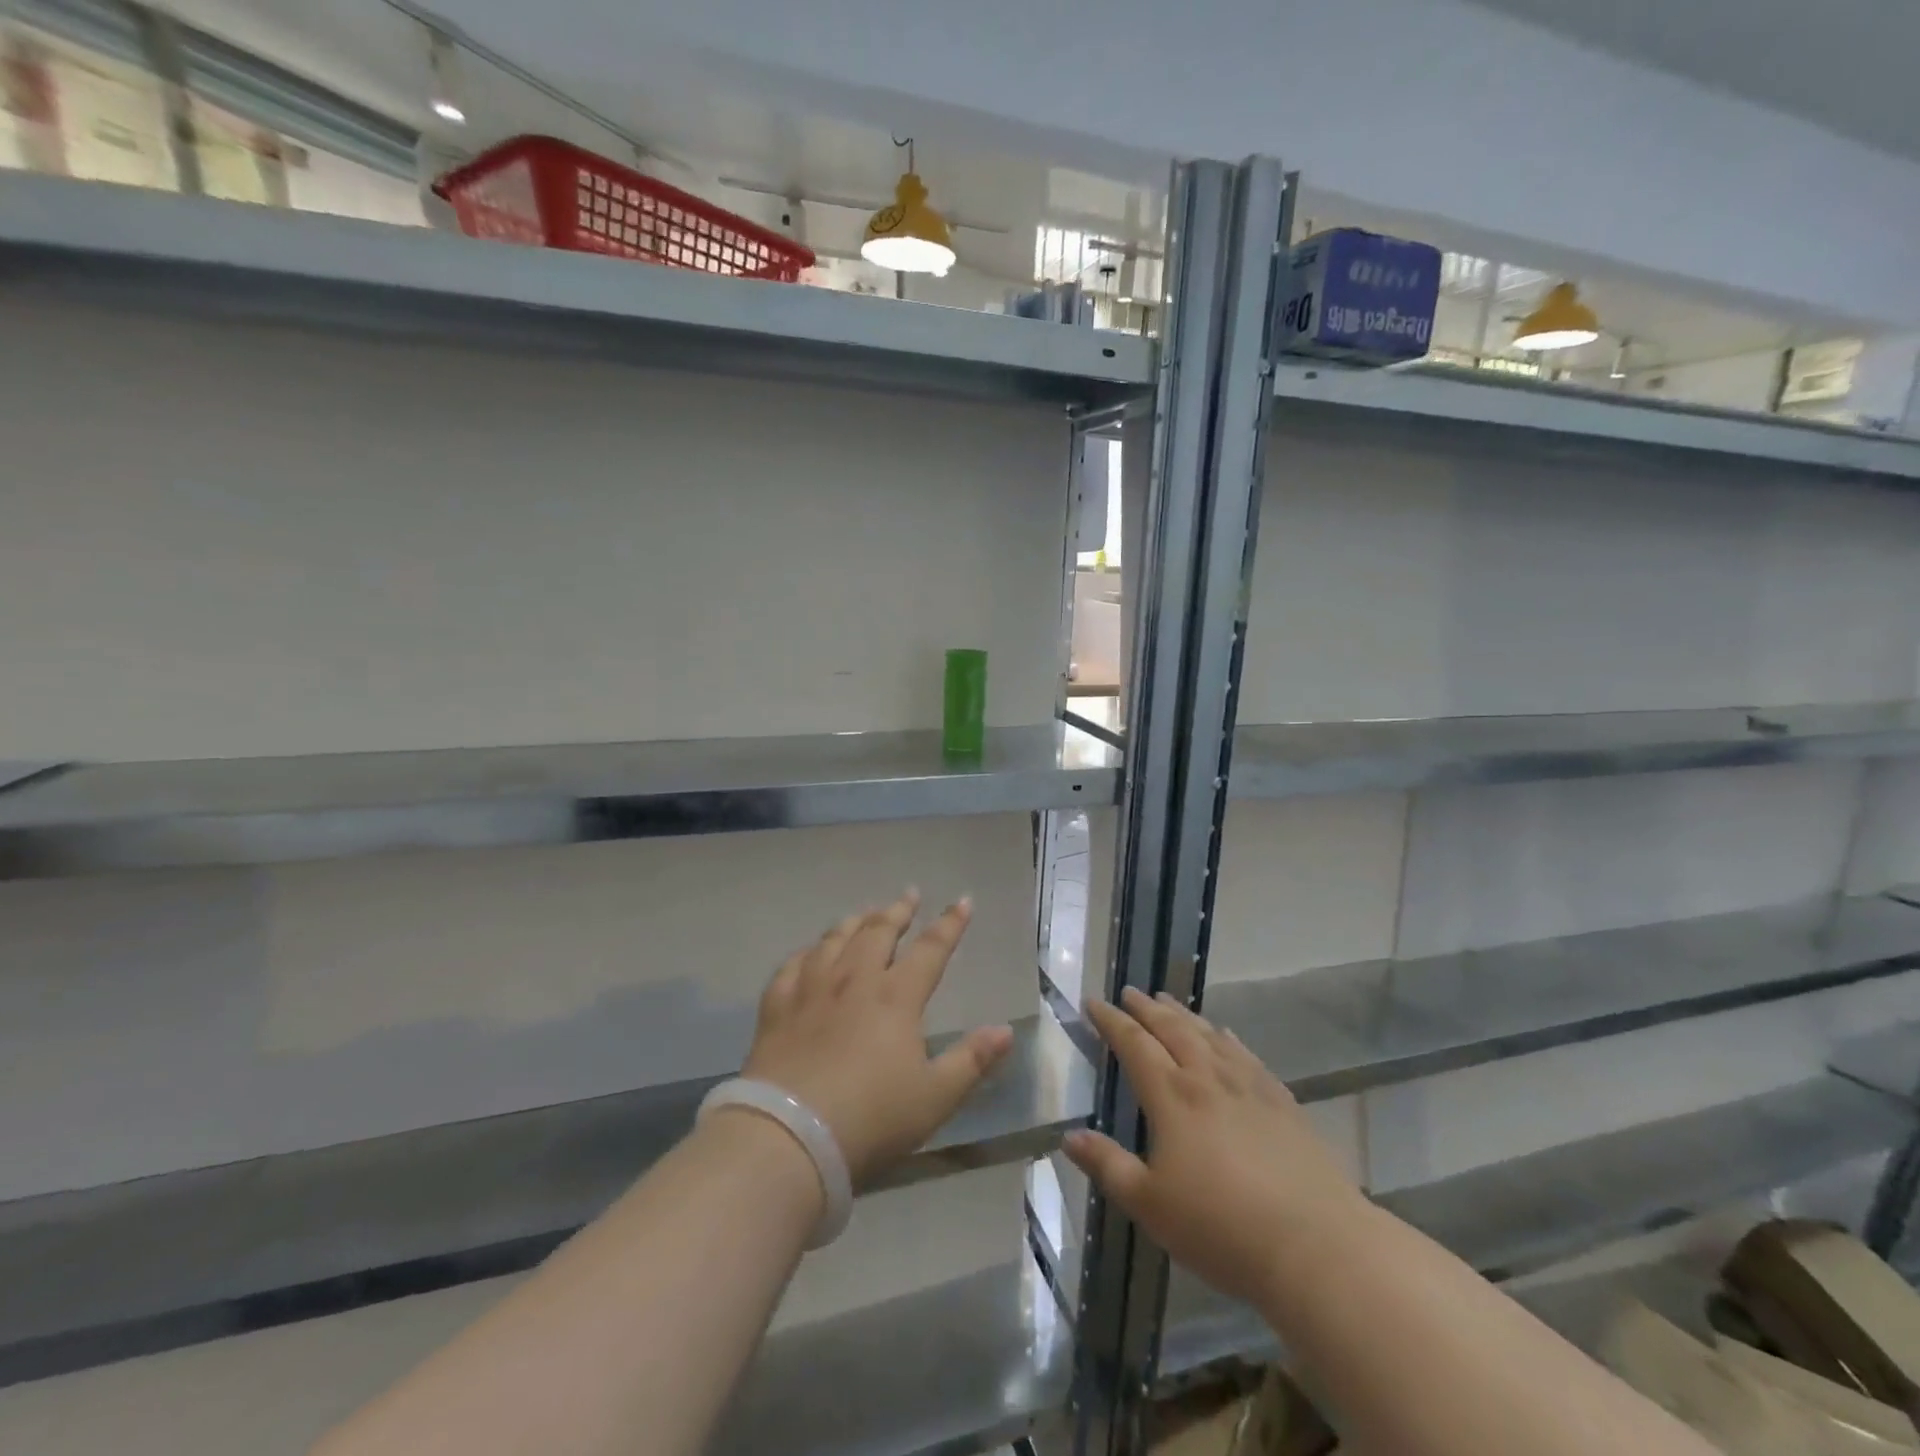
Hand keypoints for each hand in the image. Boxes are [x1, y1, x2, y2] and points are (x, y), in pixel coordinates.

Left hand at [742, 889, 1014, 1187]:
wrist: (790, 1137)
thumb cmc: (871, 1118)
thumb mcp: (935, 1097)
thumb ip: (972, 1061)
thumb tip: (1006, 1030)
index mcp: (896, 996)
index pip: (930, 949)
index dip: (950, 924)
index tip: (962, 901)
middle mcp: (854, 980)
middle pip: (878, 932)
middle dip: (898, 911)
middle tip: (909, 895)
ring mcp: (811, 989)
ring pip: (835, 939)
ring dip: (855, 922)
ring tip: (865, 913)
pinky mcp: (777, 1007)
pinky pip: (792, 965)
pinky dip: (807, 952)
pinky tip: (810, 952)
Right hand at [1064, 987, 1367, 1307]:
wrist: (1316, 1247)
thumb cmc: (1221, 1228)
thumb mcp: (1150, 1205)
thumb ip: (1108, 1165)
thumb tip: (1068, 1136)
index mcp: (1172, 1096)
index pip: (1134, 1044)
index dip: (1111, 1021)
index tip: (1094, 1002)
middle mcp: (1208, 1078)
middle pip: (1172, 1029)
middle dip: (1146, 1008)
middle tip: (1130, 991)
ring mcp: (1249, 1086)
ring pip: (1209, 1035)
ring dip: (1184, 1015)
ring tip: (1168, 1002)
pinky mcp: (1282, 1102)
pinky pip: (1247, 1055)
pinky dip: (1228, 1038)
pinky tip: (1226, 1035)